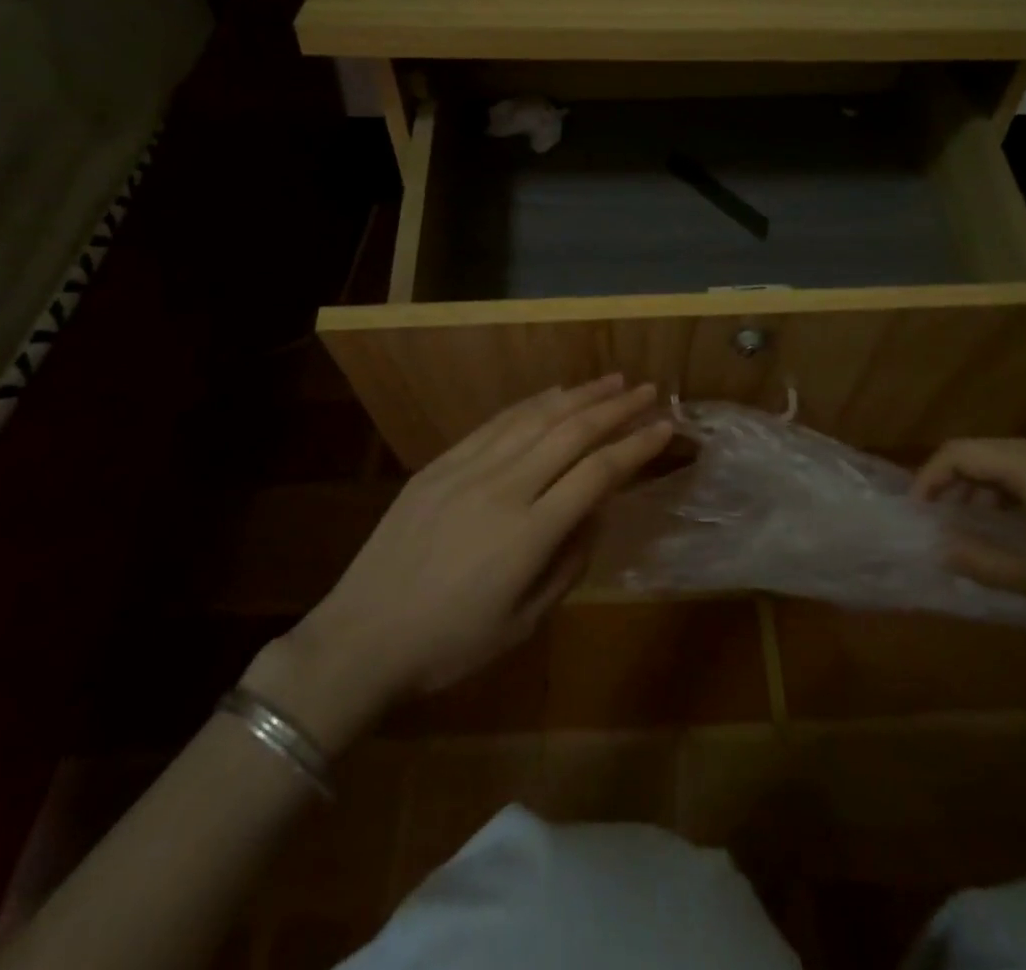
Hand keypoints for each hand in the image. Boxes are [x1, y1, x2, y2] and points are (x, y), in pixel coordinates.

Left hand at [247, 377, 671, 743]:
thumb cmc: (450, 644)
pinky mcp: (441, 463)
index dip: (635, 446)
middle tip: (646, 389)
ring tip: (610, 380)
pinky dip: (531, 404)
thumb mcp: (524, 623)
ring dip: (578, 395)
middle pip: (571, 433)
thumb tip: (596, 511)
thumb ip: (568, 562)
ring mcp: (468, 469)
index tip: (664, 426)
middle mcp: (504, 488)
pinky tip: (553, 394)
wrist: (361, 637)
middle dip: (615, 407)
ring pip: (535, 418)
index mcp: (529, 533)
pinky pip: (495, 423)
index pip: (598, 473)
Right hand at [913, 438, 1025, 660]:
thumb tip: (938, 548)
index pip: (961, 452)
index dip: (929, 477)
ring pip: (1008, 458)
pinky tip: (1011, 523)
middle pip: (983, 450)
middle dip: (951, 480)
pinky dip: (1009, 488)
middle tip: (936, 520)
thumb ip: (983, 561)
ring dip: (980, 485)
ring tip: (968, 524)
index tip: (916, 513)